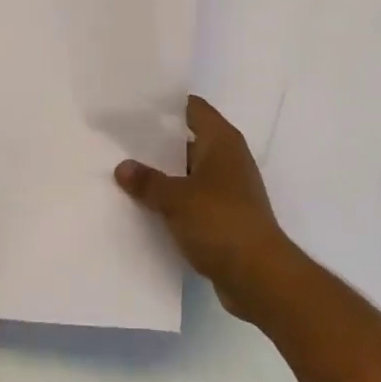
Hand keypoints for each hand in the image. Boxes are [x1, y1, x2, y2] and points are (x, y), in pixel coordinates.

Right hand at [115, 95, 302, 322]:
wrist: (259, 276)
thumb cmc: (220, 222)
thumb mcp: (176, 199)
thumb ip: (148, 181)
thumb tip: (122, 167)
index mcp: (222, 141)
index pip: (193, 108)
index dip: (166, 105)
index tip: (135, 106)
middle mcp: (229, 158)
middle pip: (189, 140)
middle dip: (158, 142)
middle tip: (121, 140)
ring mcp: (230, 188)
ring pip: (190, 172)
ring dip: (165, 174)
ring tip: (127, 172)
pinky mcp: (227, 216)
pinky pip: (195, 199)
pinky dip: (175, 200)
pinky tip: (147, 206)